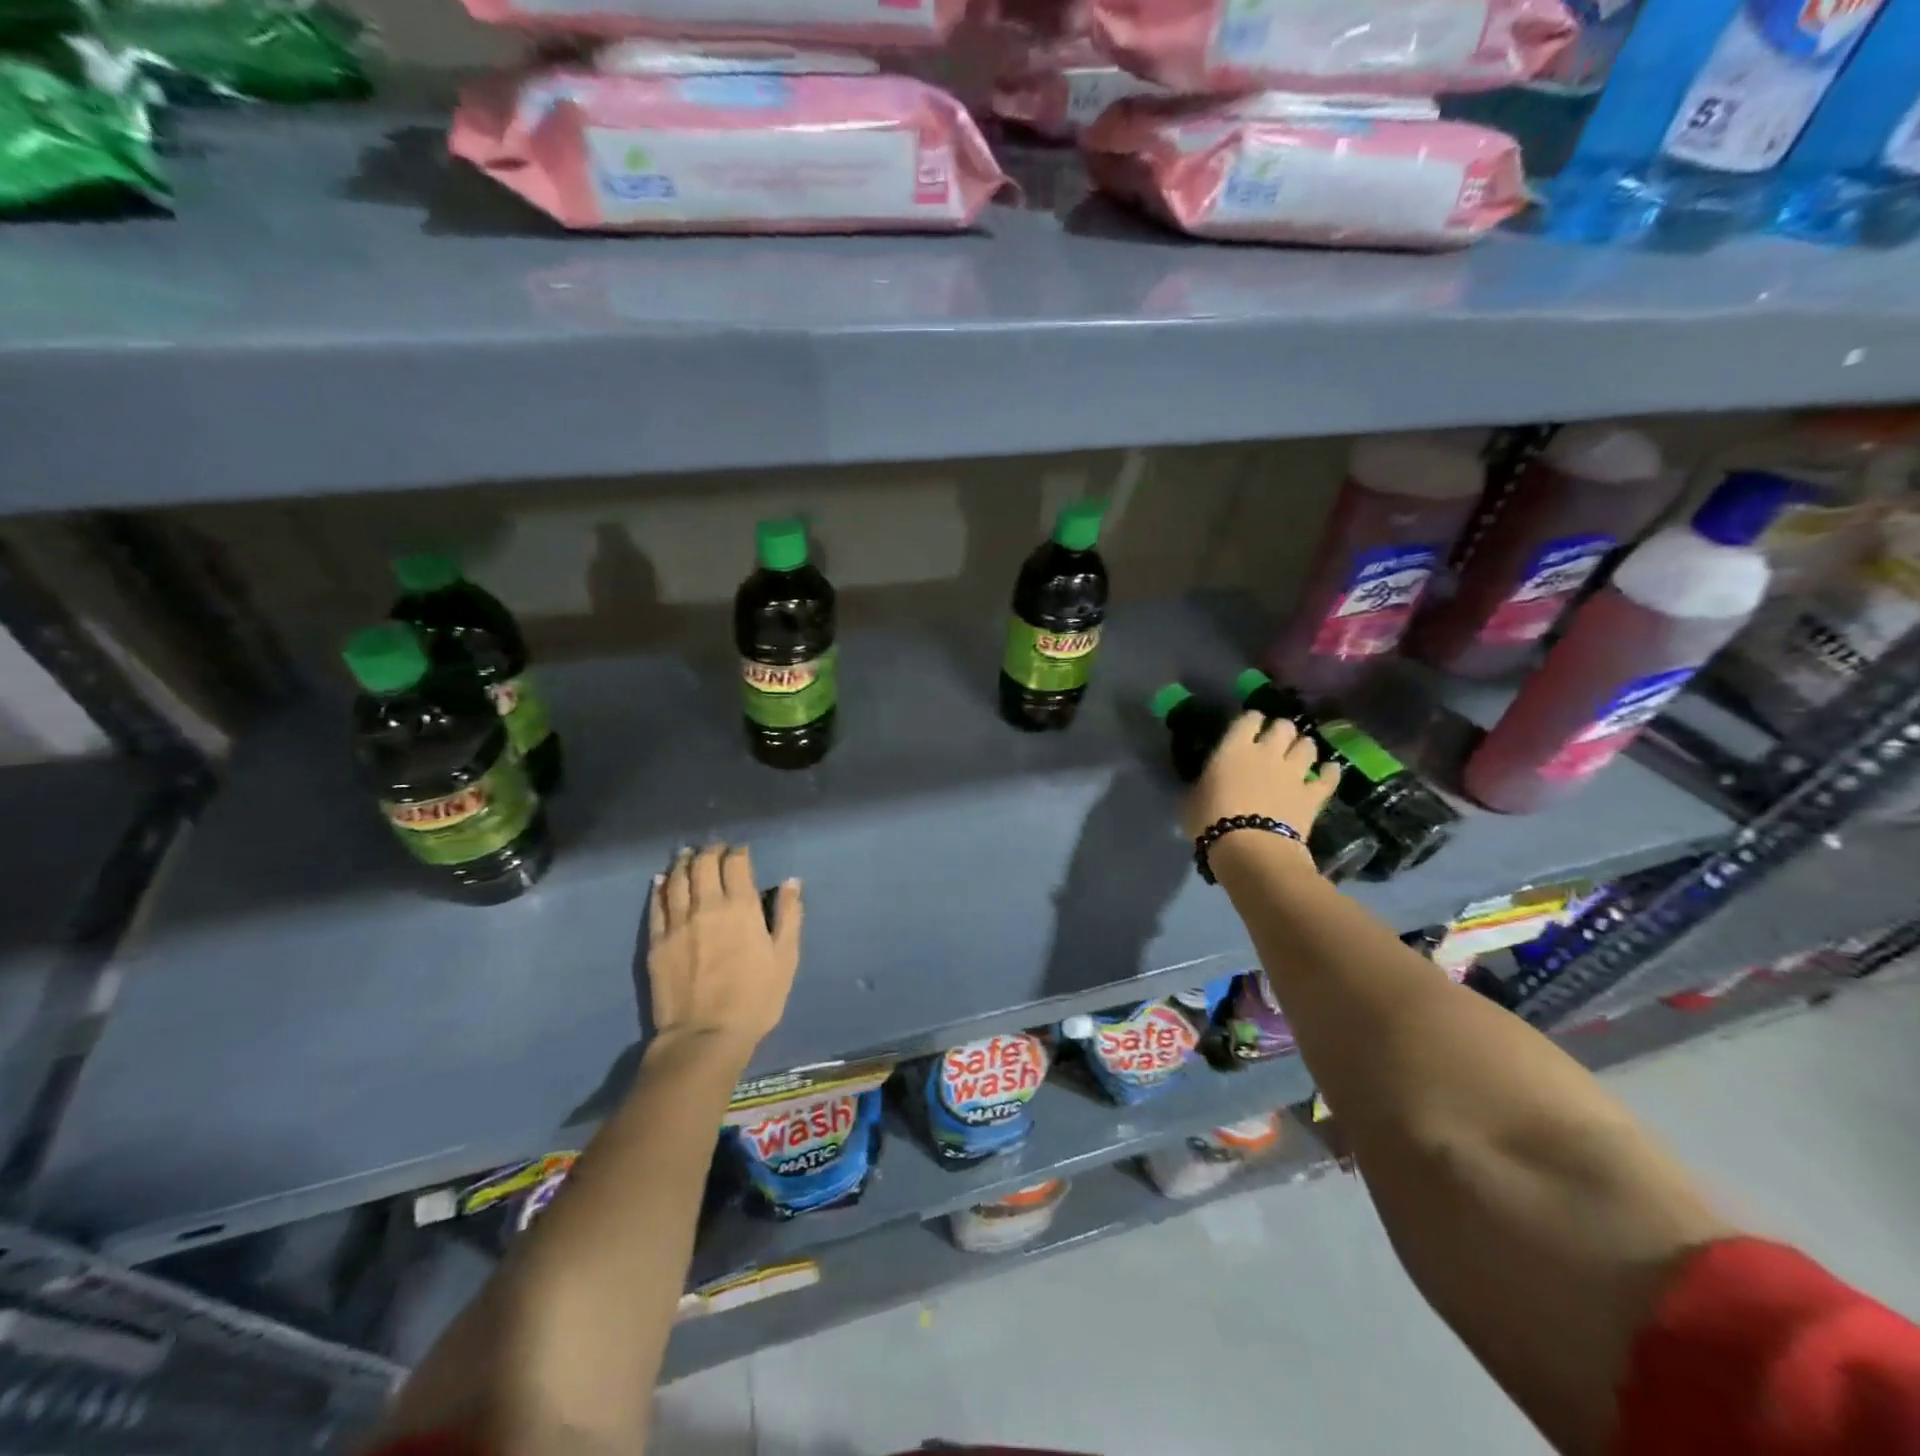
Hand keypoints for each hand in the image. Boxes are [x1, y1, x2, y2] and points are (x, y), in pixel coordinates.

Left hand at [647, 844, 801, 1060]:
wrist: (704, 1036)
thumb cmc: (755, 999)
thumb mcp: (786, 959)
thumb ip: (789, 916)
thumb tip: (791, 882)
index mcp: (741, 907)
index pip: (735, 863)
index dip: (738, 852)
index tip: (741, 852)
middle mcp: (707, 905)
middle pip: (703, 864)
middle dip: (711, 852)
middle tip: (715, 851)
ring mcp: (677, 922)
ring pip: (677, 878)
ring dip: (684, 862)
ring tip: (688, 856)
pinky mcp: (656, 941)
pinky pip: (657, 904)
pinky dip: (661, 887)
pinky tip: (662, 880)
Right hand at [1182, 710, 1340, 842]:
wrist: (1250, 849)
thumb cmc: (1210, 822)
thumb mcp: (1191, 800)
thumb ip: (1202, 784)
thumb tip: (1204, 783)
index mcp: (1234, 748)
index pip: (1248, 719)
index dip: (1251, 720)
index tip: (1248, 726)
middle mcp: (1267, 752)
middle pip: (1283, 727)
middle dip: (1281, 730)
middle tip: (1275, 740)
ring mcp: (1294, 772)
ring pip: (1308, 746)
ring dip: (1303, 747)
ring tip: (1299, 754)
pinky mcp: (1313, 795)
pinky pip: (1328, 777)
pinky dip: (1329, 772)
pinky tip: (1329, 771)